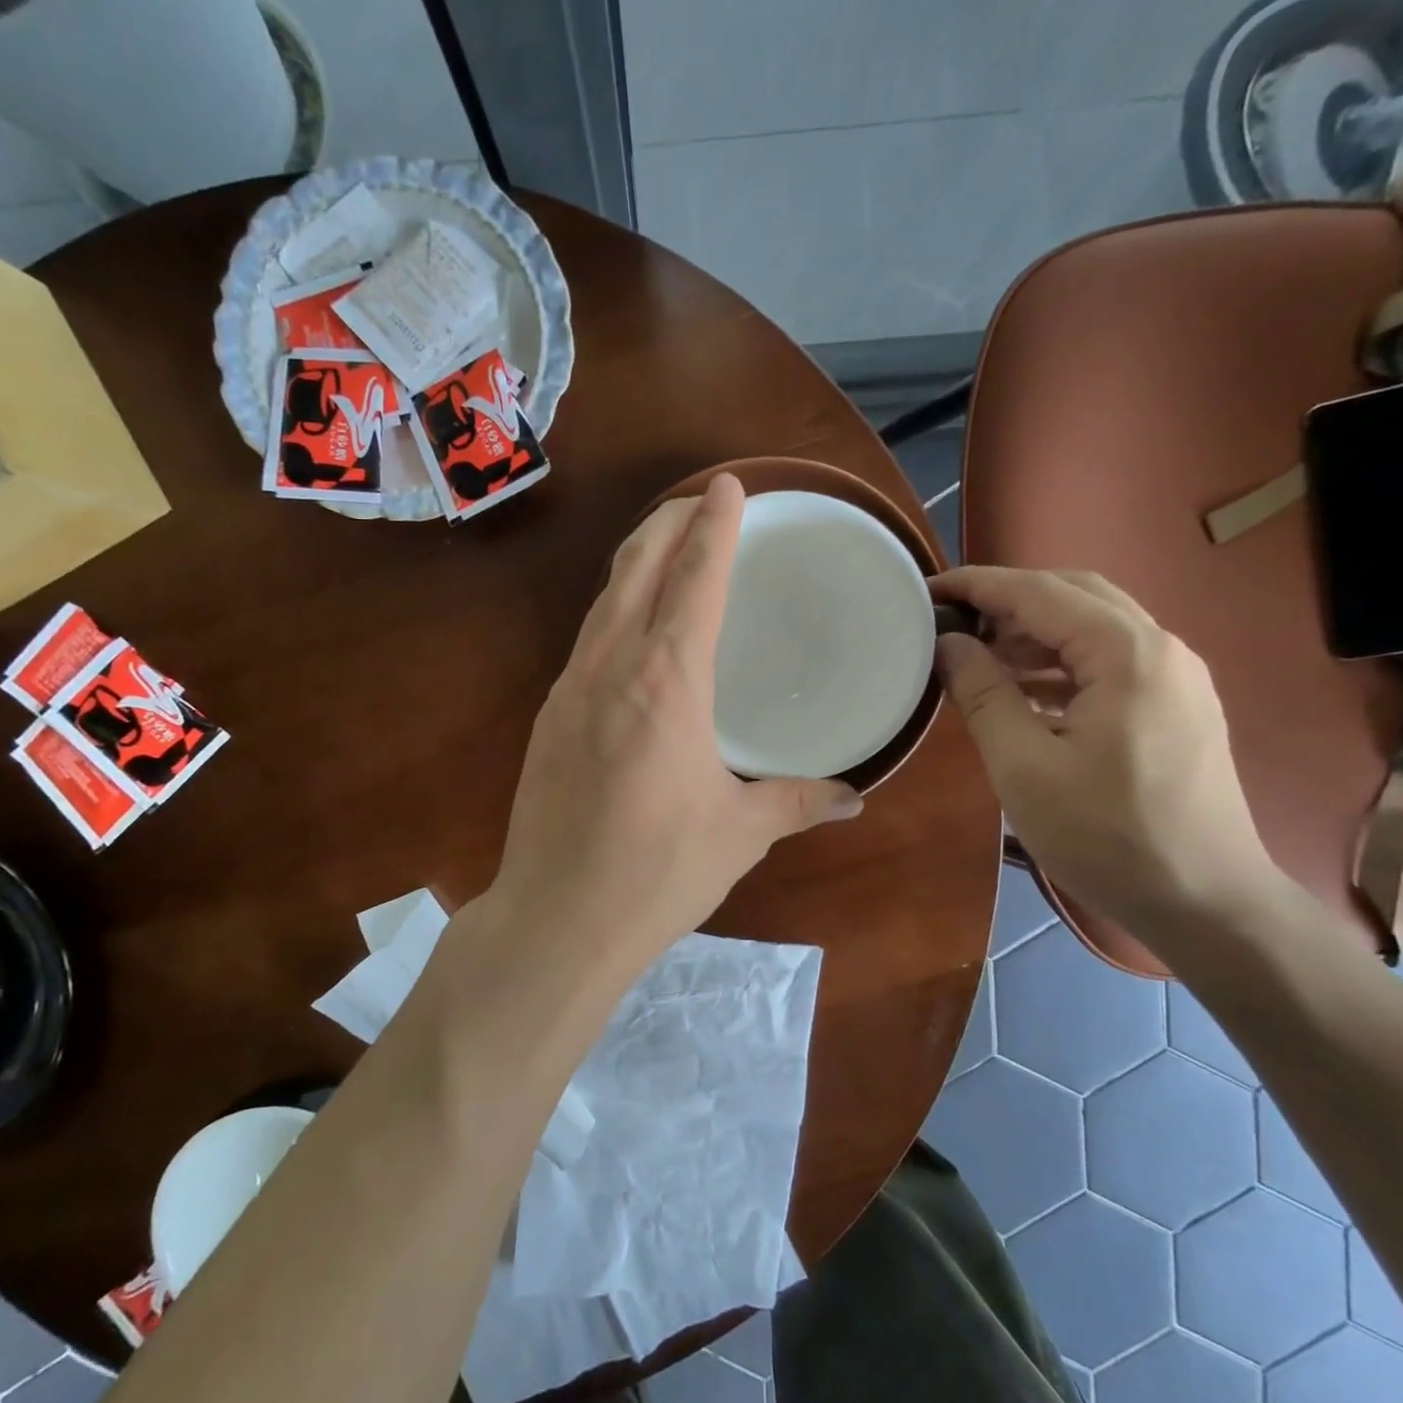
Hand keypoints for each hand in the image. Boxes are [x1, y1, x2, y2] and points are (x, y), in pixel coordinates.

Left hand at [487, 474, 861, 979]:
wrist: (557, 917)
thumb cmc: (657, 872)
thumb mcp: (739, 832)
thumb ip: (798, 801)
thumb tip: (853, 796)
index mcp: (667, 682)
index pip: (694, 579)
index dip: (714, 526)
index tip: (727, 486)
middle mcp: (613, 667)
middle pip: (636, 567)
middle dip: (668, 523)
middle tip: (698, 501)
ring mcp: (570, 687)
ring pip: (605, 600)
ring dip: (636, 561)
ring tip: (665, 546)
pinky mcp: (548, 715)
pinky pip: (587, 639)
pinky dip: (614, 610)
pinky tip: (630, 627)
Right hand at [930, 566, 1281, 933]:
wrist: (1208, 905)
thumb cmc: (1108, 836)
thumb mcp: (1024, 766)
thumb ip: (982, 694)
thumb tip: (949, 643)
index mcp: (1128, 655)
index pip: (1041, 593)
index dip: (979, 586)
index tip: (927, 590)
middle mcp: (1160, 649)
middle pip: (1075, 595)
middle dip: (1008, 600)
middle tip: (953, 621)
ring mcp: (1174, 678)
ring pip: (1092, 627)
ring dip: (1032, 632)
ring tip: (977, 656)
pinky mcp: (1173, 707)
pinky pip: (1106, 662)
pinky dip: (1057, 663)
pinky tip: (1020, 692)